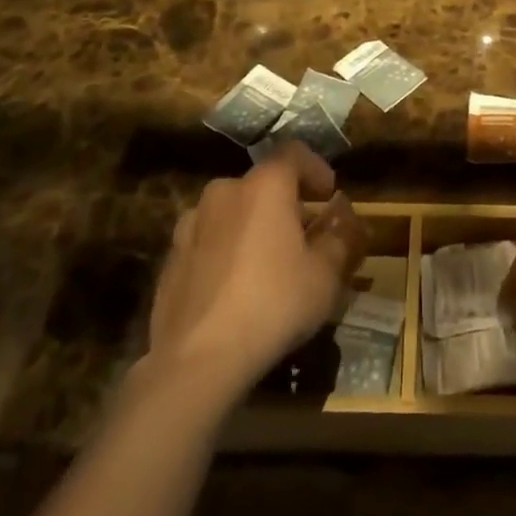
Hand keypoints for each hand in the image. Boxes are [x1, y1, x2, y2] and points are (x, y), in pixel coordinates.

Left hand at [145, 142, 368, 403]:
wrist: (195, 362)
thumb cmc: (272, 305)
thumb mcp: (325, 275)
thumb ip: (341, 237)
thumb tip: (346, 216)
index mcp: (265, 186)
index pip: (294, 153)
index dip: (315, 168)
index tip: (328, 194)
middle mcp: (224, 192)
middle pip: (261, 184)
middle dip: (284, 203)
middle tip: (303, 235)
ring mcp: (190, 225)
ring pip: (231, 212)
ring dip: (251, 226)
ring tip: (266, 263)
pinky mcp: (170, 260)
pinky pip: (207, 242)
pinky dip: (224, 252)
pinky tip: (233, 289)